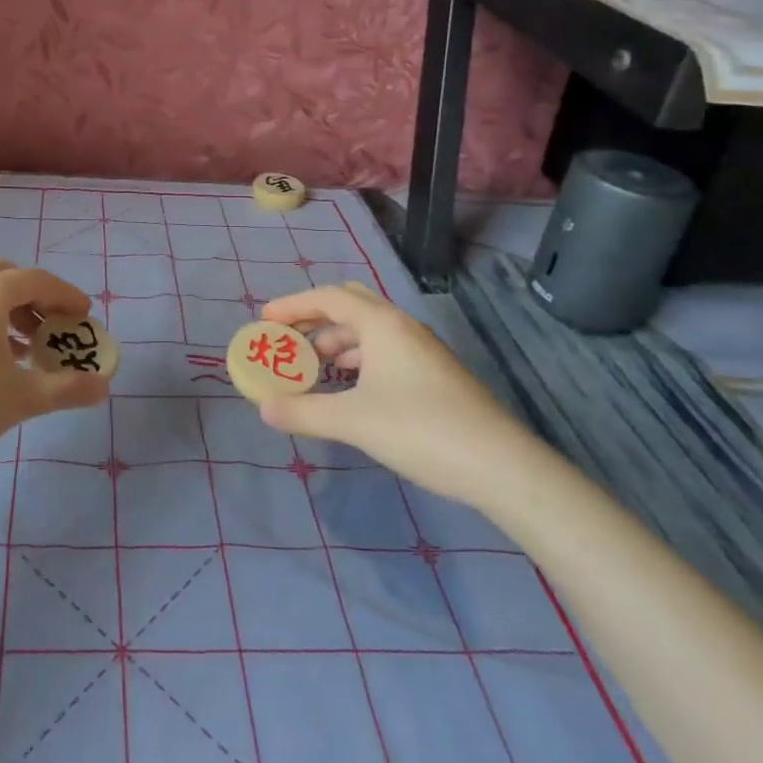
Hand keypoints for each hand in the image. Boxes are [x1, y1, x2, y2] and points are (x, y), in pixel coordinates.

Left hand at [0, 258, 111, 477]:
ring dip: (6, 308)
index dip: (67, 295)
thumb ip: (67, 388)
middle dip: (35, 296)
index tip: (84, 315)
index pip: (37, 280)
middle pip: (5, 275)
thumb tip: (104, 387)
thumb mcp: (20, 399)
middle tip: (52, 326)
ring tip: (22, 346)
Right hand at [255, 283, 538, 503]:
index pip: (329, 298)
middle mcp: (402, 327)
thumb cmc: (420, 429)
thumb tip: (263, 407)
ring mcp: (422, 351)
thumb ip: (303, 412)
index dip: (293, 305)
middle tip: (288, 340)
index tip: (264, 320)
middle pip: (350, 306)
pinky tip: (348, 389)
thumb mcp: (352, 421)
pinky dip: (358, 361)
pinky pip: (384, 352)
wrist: (499, 465)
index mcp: (382, 324)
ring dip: (336, 342)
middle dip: (314, 319)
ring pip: (369, 332)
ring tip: (311, 368)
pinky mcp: (434, 375)